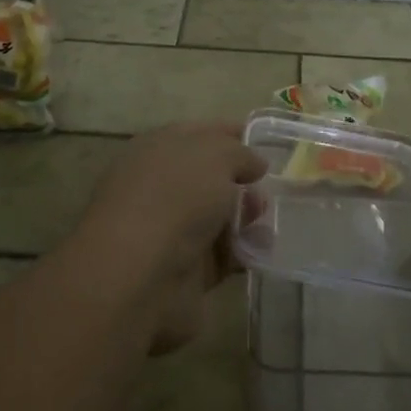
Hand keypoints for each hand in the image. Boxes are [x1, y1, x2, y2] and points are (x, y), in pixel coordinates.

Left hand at [72, 121, 265, 353]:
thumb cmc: (175, 196)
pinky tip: (263, 249)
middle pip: (212, 177)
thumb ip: (240, 153)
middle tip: (272, 187)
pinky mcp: (186, 270)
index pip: (201, 134)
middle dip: (245, 180)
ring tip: (268, 220)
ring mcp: (172, 229)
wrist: (138, 276)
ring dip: (247, 216)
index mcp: (160, 148)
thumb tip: (254, 164)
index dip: (233, 135)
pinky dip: (244, 251)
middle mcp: (163, 185)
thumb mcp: (215, 155)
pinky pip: (223, 254)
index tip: (267, 143)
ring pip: (219, 216)